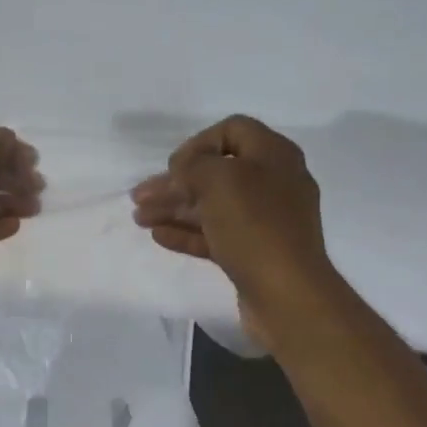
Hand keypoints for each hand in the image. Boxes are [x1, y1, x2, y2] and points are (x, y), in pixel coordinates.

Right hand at [131, 115, 336, 347]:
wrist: (287, 295)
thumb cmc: (255, 227)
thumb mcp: (220, 180)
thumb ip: (194, 165)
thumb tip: (184, 169)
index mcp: (274, 156)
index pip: (233, 131)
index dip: (198, 143)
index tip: (173, 167)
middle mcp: (273, 183)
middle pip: (216, 173)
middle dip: (175, 183)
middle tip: (139, 196)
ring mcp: (264, 221)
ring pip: (212, 206)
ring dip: (174, 209)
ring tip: (139, 218)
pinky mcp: (253, 253)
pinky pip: (215, 235)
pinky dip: (187, 233)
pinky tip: (159, 236)